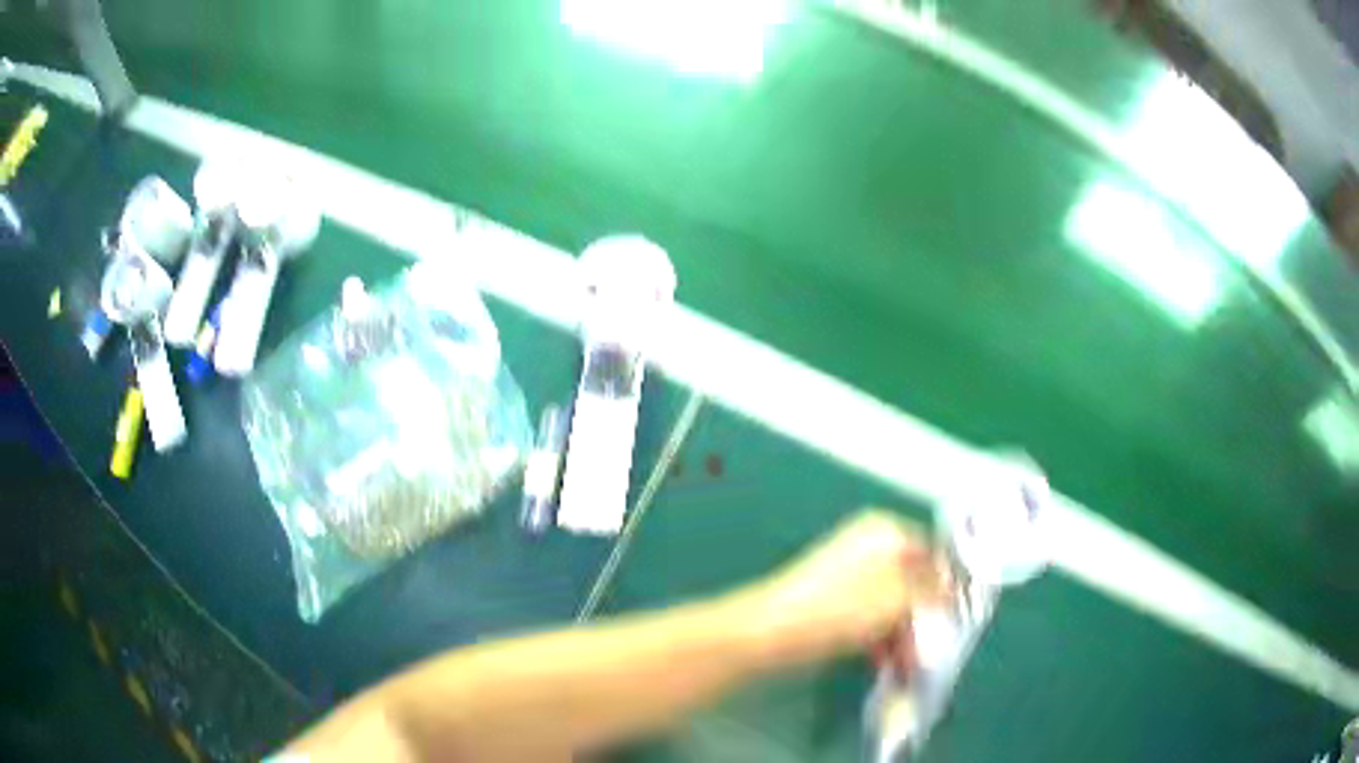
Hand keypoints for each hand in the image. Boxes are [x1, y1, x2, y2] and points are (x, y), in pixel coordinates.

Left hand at [744, 510, 950, 667]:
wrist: (772, 631)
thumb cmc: (843, 608)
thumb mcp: (899, 597)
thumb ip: (933, 591)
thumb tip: (953, 590)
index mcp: (886, 532)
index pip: (933, 550)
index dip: (949, 583)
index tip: (960, 613)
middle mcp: (868, 546)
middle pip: (912, 582)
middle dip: (924, 618)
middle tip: (931, 648)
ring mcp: (848, 575)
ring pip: (891, 605)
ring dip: (904, 635)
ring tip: (909, 667)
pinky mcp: (832, 602)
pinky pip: (868, 618)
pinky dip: (880, 639)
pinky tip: (886, 663)